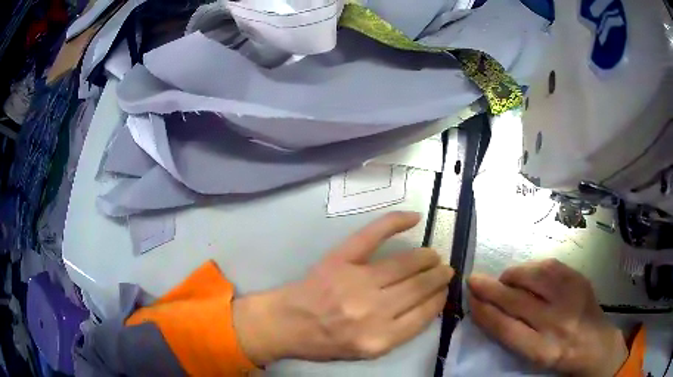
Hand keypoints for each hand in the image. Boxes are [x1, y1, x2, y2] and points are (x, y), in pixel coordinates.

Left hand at [233, 212, 453, 364]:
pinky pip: (373, 236)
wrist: (287, 323)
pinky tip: (414, 217)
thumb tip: (427, 306)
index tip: (444, 290)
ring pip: (405, 264)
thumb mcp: (366, 352)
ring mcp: (356, 282)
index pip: (424, 313)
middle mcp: (372, 311)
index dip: (439, 298)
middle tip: (444, 270)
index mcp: (380, 339)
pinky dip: (395, 222)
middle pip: (419, 287)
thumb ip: (399, 333)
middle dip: (438, 276)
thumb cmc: (325, 342)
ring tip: (433, 256)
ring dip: (426, 257)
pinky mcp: (340, 260)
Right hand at [467, 259, 627, 376]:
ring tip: (505, 280)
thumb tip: (489, 308)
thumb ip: (513, 335)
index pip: (505, 328)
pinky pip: (550, 266)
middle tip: (473, 280)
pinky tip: (527, 274)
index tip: (470, 301)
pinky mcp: (579, 280)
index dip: (484, 312)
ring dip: (512, 276)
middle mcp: (557, 324)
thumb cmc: (559, 355)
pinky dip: (532, 268)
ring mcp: (571, 298)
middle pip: (516, 301)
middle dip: (490, 289)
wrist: (596, 343)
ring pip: (533, 277)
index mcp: (542, 350)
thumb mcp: (534, 357)